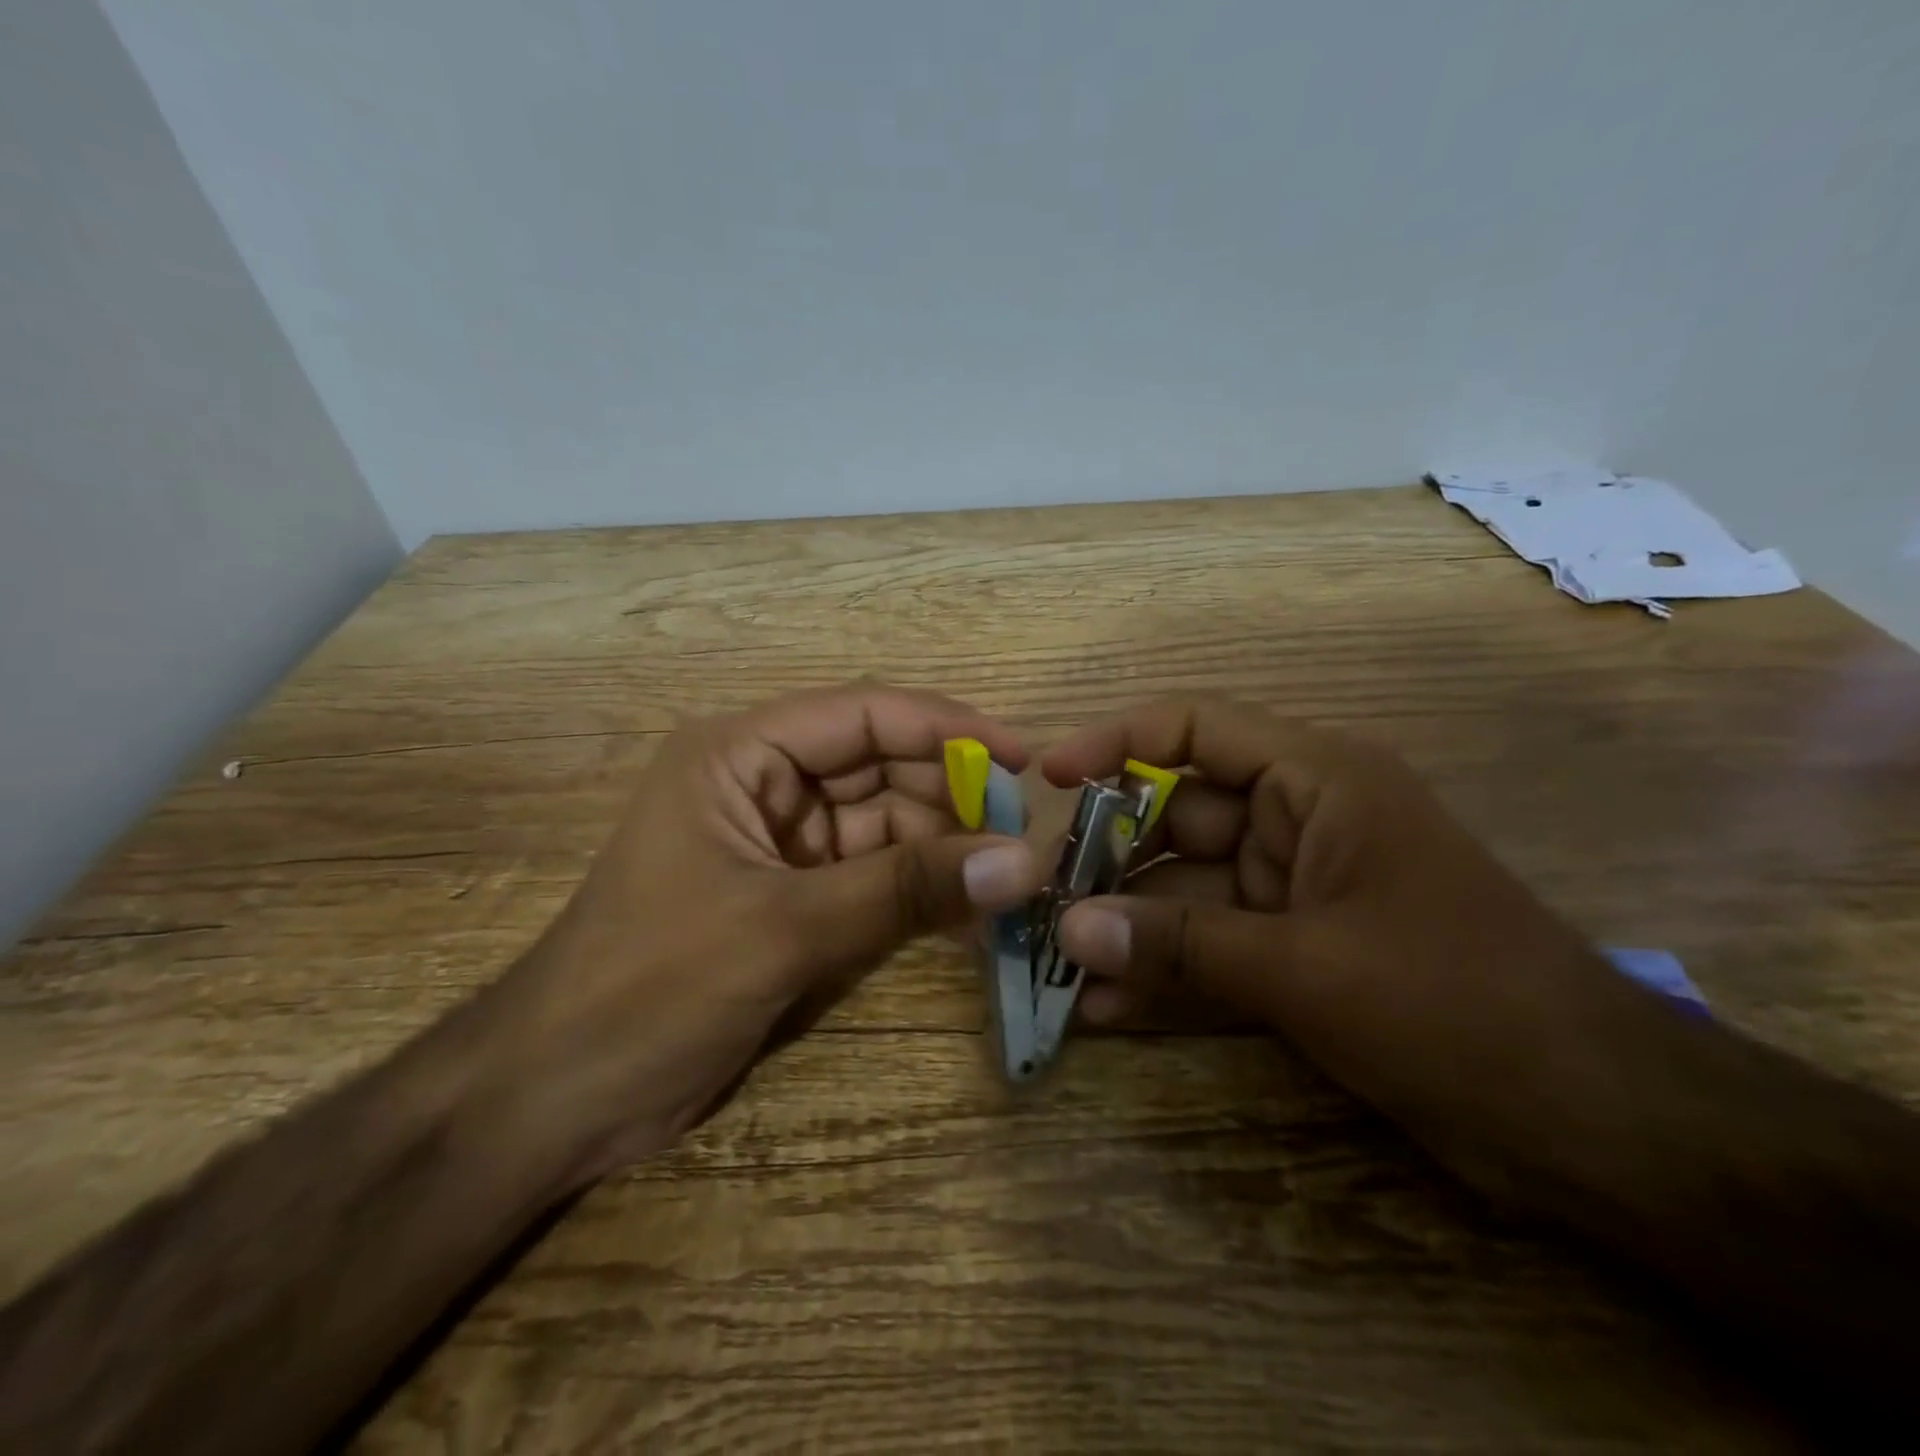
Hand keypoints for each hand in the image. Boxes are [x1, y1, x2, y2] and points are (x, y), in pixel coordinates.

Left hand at [488, 683, 1042, 1170]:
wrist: (559, 1098)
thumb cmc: (651, 987)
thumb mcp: (783, 928)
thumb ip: (905, 890)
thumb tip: (1023, 862)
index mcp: (741, 755)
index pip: (863, 715)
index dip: (948, 729)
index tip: (1024, 759)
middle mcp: (765, 784)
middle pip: (882, 768)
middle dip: (953, 798)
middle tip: (1026, 838)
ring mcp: (783, 845)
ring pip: (887, 826)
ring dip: (945, 850)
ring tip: (1012, 881)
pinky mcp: (796, 899)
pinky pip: (877, 879)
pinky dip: (921, 893)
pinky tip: (971, 916)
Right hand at [1044, 697, 1625, 1182]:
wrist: (1595, 1123)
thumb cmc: (1456, 1004)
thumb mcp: (1306, 967)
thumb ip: (1180, 945)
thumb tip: (1069, 929)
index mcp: (1316, 782)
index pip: (1196, 729)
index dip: (1116, 741)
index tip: (1050, 778)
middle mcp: (1298, 823)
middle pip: (1177, 818)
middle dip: (1109, 860)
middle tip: (1036, 900)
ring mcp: (1294, 893)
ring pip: (1187, 893)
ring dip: (1128, 927)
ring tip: (1056, 964)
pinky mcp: (1297, 955)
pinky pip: (1212, 950)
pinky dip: (1166, 973)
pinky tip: (1105, 1008)